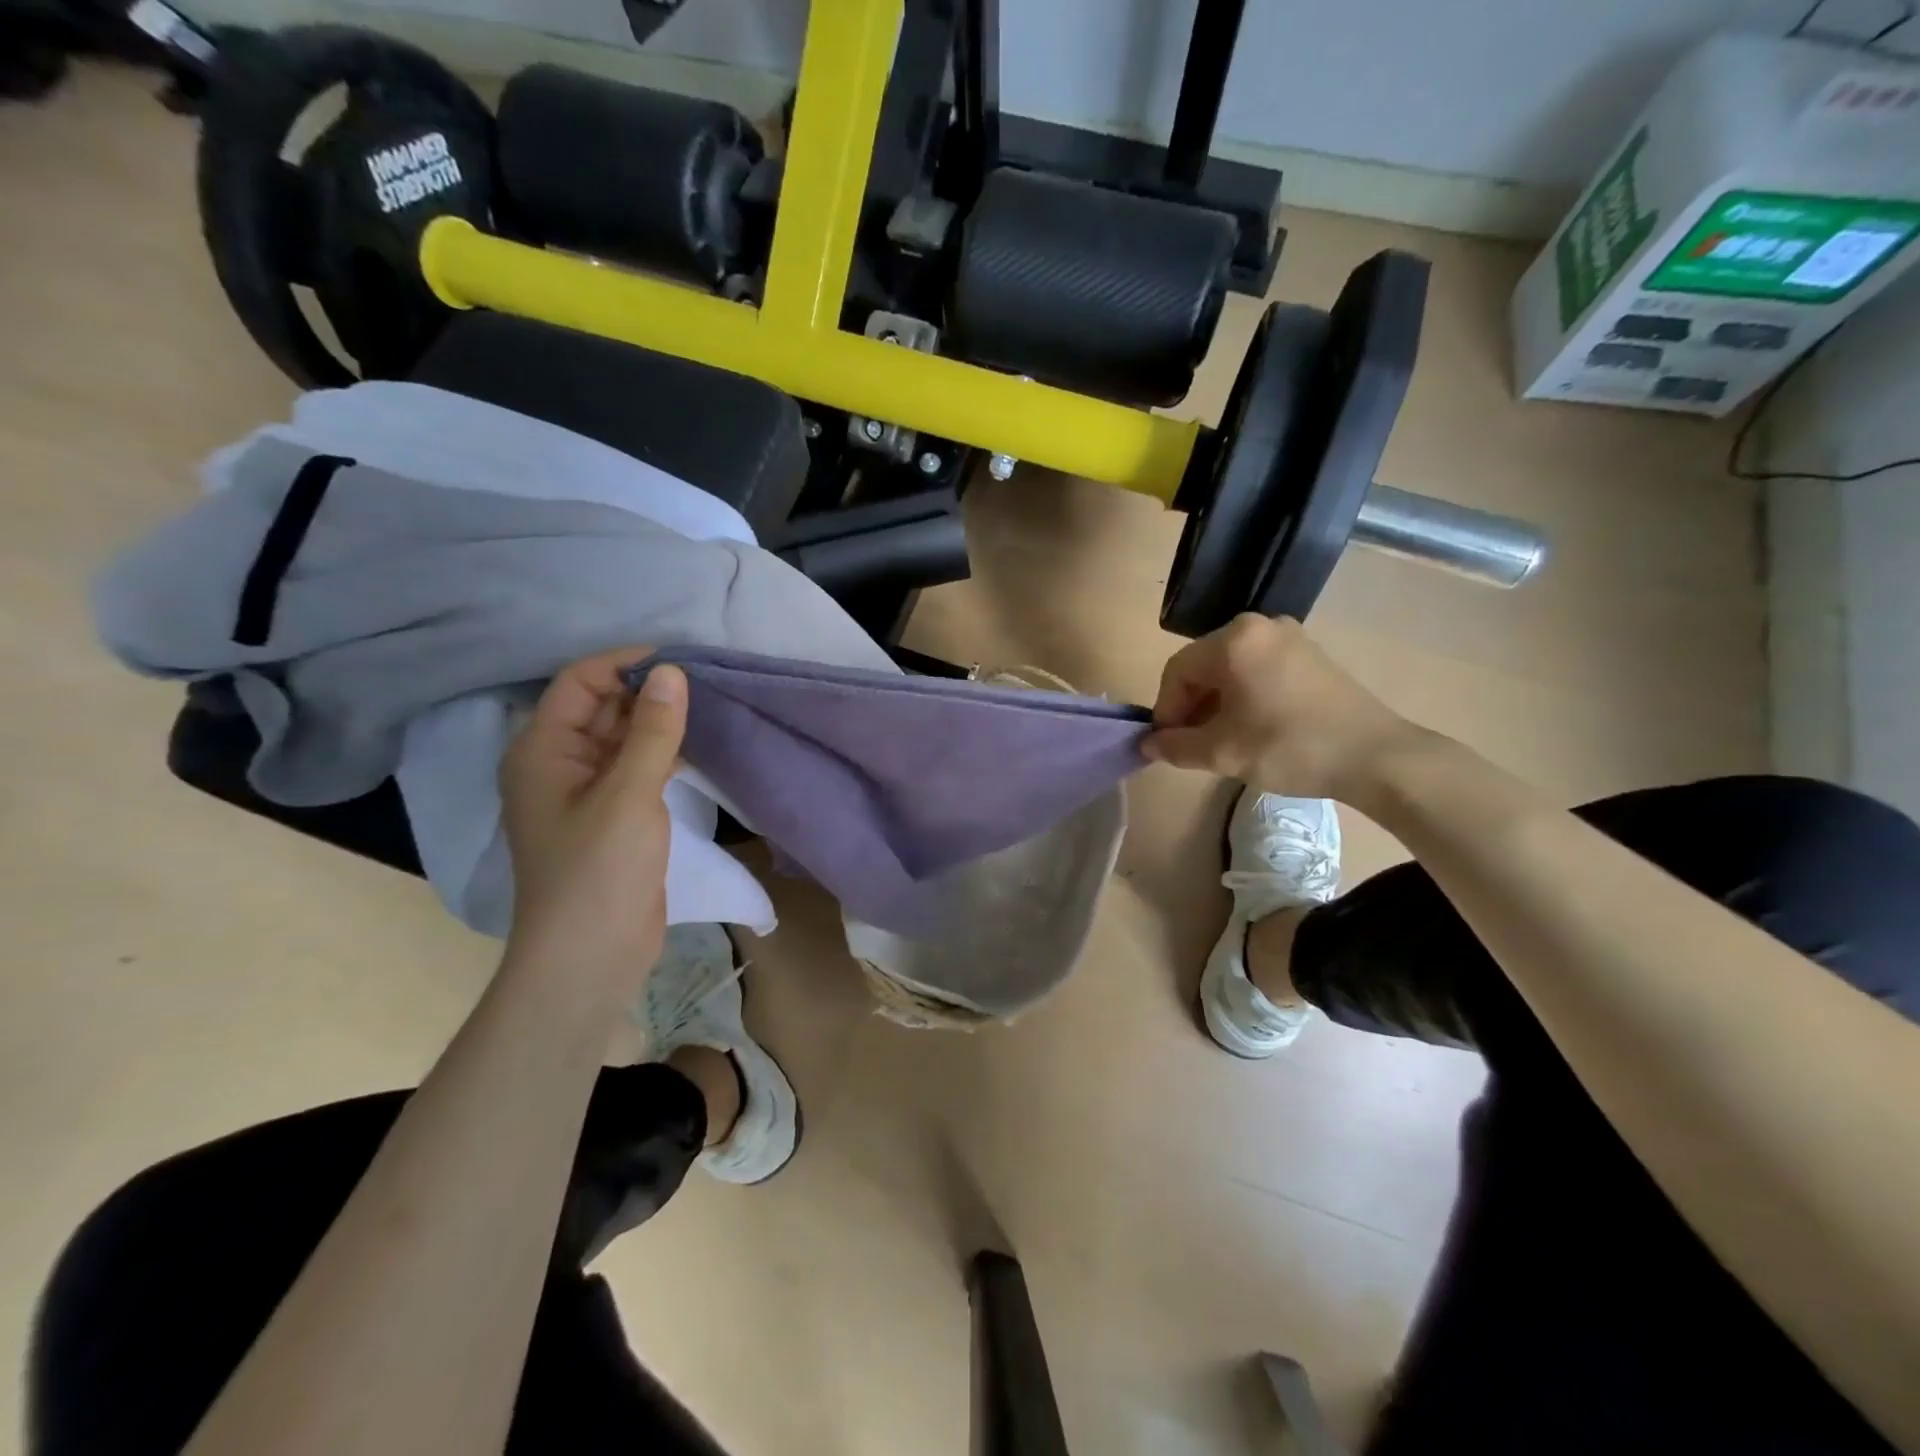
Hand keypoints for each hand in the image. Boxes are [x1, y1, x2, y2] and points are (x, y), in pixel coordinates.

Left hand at [499, 649, 686, 1002]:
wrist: (590, 955)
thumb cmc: (599, 871)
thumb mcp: (629, 793)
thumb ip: (652, 730)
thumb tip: (671, 672)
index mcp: (542, 750)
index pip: (579, 683)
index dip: (624, 665)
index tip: (679, 662)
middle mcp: (557, 764)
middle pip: (600, 708)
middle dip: (646, 692)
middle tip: (703, 683)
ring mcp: (585, 793)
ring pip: (620, 739)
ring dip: (658, 723)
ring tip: (707, 708)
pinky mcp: (611, 817)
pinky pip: (634, 769)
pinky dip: (662, 754)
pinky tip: (698, 750)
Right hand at [1143, 615, 1421, 802]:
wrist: (1376, 757)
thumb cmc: (1289, 747)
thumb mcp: (1222, 753)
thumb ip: (1175, 746)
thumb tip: (1148, 743)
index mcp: (1234, 640)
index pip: (1177, 671)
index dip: (1165, 710)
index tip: (1167, 744)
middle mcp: (1259, 626)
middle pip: (1203, 667)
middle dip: (1191, 707)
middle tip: (1191, 745)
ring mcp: (1289, 638)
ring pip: (1231, 670)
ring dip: (1216, 704)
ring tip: (1220, 741)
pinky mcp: (1310, 655)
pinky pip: (1258, 670)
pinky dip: (1244, 696)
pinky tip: (1251, 728)